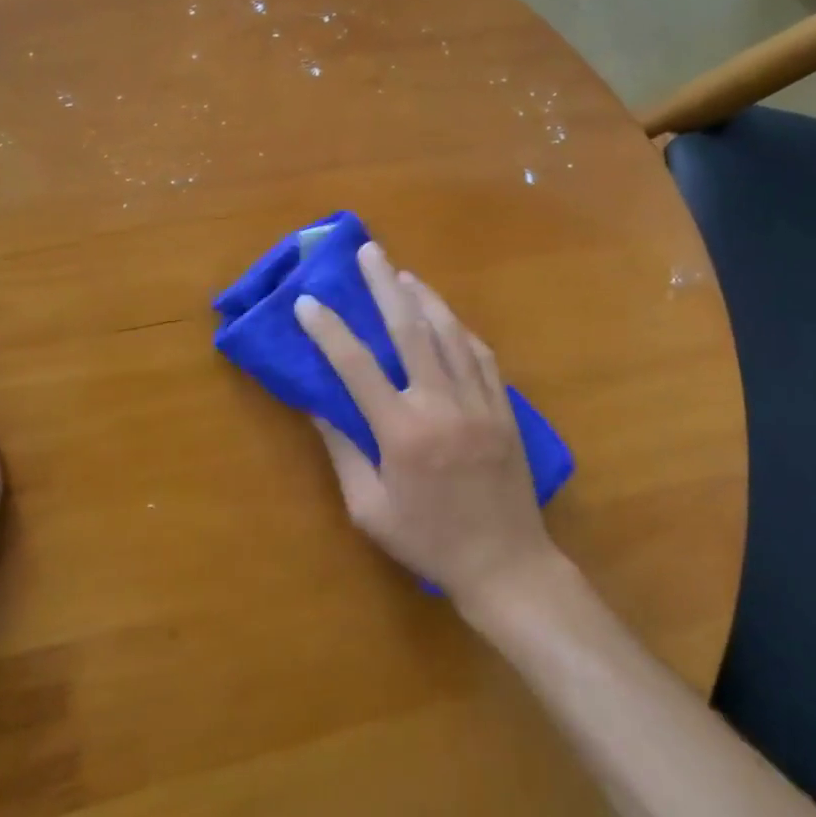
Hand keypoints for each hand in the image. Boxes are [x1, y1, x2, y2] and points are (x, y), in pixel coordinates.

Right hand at [293, 242, 560, 609]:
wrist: (506, 565)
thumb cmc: (428, 541)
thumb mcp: (370, 510)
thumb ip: (343, 453)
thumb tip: (316, 406)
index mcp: (402, 432)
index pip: (356, 367)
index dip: (329, 330)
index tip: (309, 301)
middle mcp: (440, 405)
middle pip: (409, 330)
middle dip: (384, 285)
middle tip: (369, 251)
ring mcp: (478, 402)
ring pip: (449, 333)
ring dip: (424, 297)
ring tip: (403, 273)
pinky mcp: (503, 408)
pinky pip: (480, 355)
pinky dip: (459, 329)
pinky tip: (445, 317)